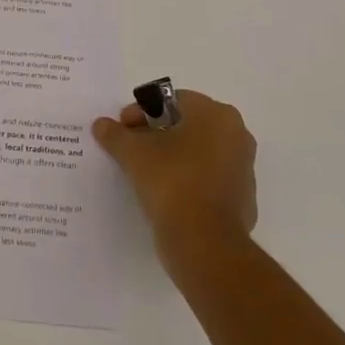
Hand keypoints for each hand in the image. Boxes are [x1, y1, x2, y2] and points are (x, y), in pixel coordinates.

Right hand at [92, 90, 256, 265]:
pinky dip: (187, 181)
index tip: (123, 130)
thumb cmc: (171, 182)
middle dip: (157, 133)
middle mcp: (236, 135)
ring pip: (199, 152)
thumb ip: (116, 134)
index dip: (142, 112)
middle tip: (131, 149)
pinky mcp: (242, 199)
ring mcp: (243, 169)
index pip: (173, 101)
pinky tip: (166, 195)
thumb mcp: (133, 153)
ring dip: (172, 157)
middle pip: (187, 124)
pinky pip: (208, 180)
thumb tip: (101, 125)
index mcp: (216, 114)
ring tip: (145, 173)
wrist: (204, 243)